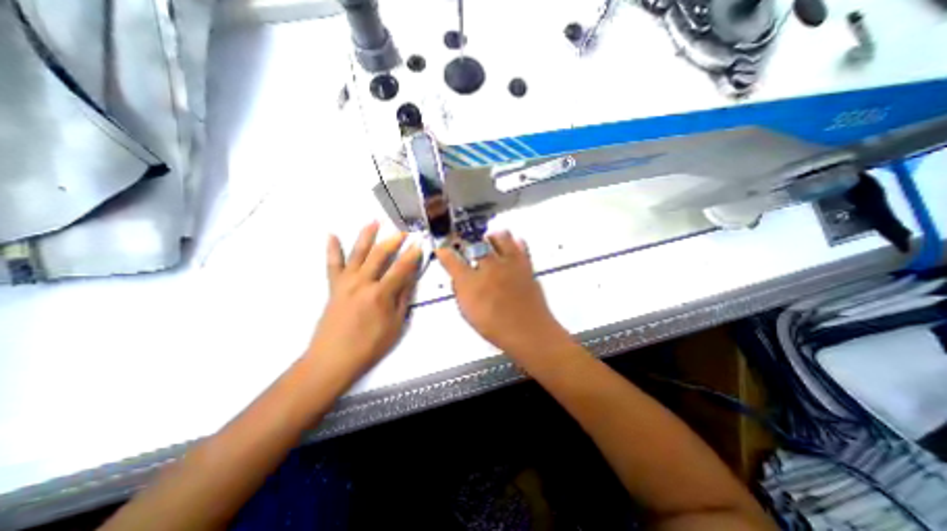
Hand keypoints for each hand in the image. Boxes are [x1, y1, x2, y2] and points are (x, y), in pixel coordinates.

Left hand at [307, 223, 422, 382]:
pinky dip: (332, 249)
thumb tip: (410, 278)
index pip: (401, 269)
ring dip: (366, 236)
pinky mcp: (333, 287)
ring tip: (373, 221)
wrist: (332, 359)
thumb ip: (403, 299)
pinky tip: (331, 235)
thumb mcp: (395, 325)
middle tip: (402, 232)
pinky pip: (332, 265)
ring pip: (357, 253)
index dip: (412, 256)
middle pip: (379, 255)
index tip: (419, 244)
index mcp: (380, 294)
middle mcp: (362, 283)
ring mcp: (345, 283)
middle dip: (393, 241)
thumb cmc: (369, 346)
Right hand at [435, 231, 567, 352]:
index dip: (444, 253)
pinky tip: (513, 246)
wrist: (529, 331)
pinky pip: (521, 245)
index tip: (442, 250)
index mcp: (471, 282)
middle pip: (476, 243)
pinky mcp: (525, 265)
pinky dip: (515, 243)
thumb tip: (458, 279)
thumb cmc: (496, 327)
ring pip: (500, 236)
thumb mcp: (469, 313)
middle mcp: (489, 268)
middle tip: (470, 247)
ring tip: (491, 241)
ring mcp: (509, 264)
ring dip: (493, 237)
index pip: (451, 260)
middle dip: (470, 243)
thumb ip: (461, 292)